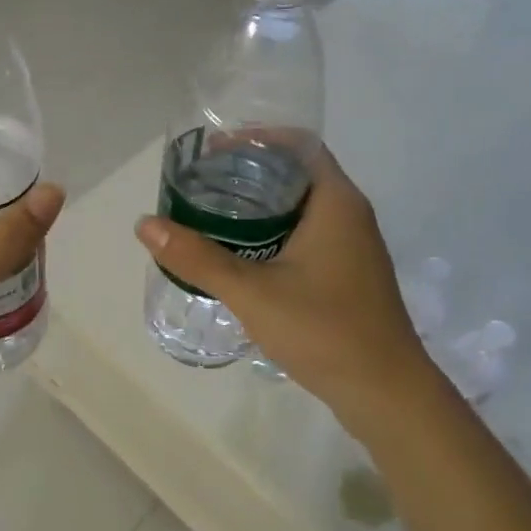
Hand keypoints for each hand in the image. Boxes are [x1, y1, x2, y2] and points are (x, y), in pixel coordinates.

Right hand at [135, 147, 430, 426]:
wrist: (385, 392)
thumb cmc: (324, 330)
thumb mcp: (252, 292)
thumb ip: (198, 257)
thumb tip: (145, 224)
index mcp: (336, 202)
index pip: (298, 143)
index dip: (256, 137)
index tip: (213, 151)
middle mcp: (349, 214)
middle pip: (297, 173)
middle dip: (249, 172)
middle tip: (202, 184)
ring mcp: (353, 247)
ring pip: (301, 208)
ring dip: (261, 206)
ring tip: (212, 216)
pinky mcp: (348, 275)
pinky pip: (306, 236)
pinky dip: (273, 233)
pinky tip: (242, 256)